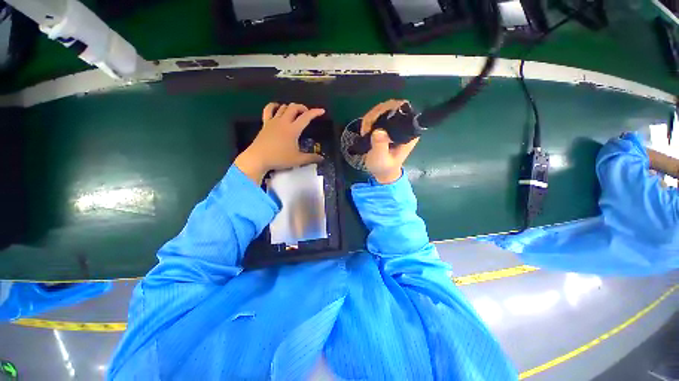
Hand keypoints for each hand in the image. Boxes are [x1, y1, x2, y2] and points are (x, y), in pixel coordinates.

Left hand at [235, 102, 325, 183]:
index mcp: (293, 129)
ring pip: (283, 107)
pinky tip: (277, 107)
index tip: (322, 111)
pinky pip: (268, 110)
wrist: (258, 158)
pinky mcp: (265, 124)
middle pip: (294, 107)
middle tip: (307, 114)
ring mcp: (273, 121)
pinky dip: (274, 106)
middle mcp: (284, 122)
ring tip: (295, 113)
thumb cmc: (279, 158)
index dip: (315, 112)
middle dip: (302, 108)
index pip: (306, 117)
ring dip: (291, 107)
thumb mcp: (298, 160)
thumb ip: (311, 158)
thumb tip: (322, 158)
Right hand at [361, 100, 418, 183]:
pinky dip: (368, 120)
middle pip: (391, 105)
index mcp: (409, 132)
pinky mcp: (385, 126)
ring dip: (370, 118)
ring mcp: (394, 124)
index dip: (390, 109)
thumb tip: (378, 131)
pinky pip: (376, 115)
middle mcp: (403, 125)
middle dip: (376, 114)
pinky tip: (365, 131)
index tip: (377, 120)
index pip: (404, 109)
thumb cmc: (384, 167)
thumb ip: (380, 145)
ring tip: (365, 132)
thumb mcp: (381, 158)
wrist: (381, 172)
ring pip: (382, 109)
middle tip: (368, 128)